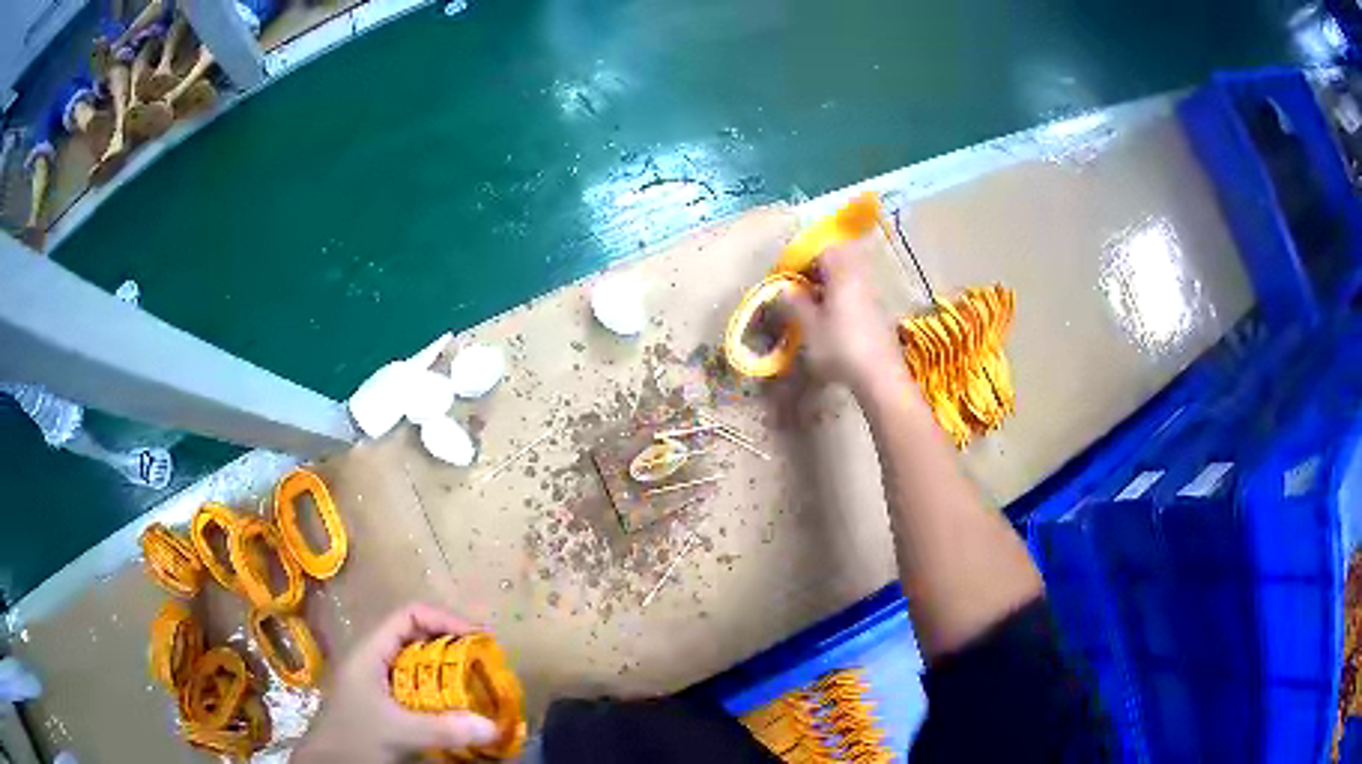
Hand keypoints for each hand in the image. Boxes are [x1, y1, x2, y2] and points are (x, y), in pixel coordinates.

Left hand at [293, 603, 498, 762]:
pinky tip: (454, 710)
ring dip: (446, 670)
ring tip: (476, 685)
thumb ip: (443, 728)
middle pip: (415, 636)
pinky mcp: (381, 701)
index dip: (444, 620)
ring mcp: (375, 680)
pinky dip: (438, 692)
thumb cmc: (354, 738)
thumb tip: (492, 726)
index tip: (477, 639)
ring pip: (415, 663)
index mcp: (370, 651)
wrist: (326, 762)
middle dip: (451, 646)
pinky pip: (414, 686)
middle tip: (484, 663)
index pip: (408, 615)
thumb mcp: (399, 732)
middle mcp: (373, 658)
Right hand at [786, 236, 904, 390]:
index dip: (804, 258)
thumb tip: (785, 288)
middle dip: (820, 269)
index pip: (824, 250)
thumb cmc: (840, 347)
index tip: (790, 274)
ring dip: (832, 284)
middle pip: (840, 260)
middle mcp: (861, 277)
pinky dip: (845, 297)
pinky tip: (835, 319)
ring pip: (851, 277)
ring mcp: (875, 294)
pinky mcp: (881, 312)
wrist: (880, 375)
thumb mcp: (809, 327)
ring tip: (816, 304)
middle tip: (803, 287)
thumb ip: (795, 303)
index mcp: (842, 274)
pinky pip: (859, 292)